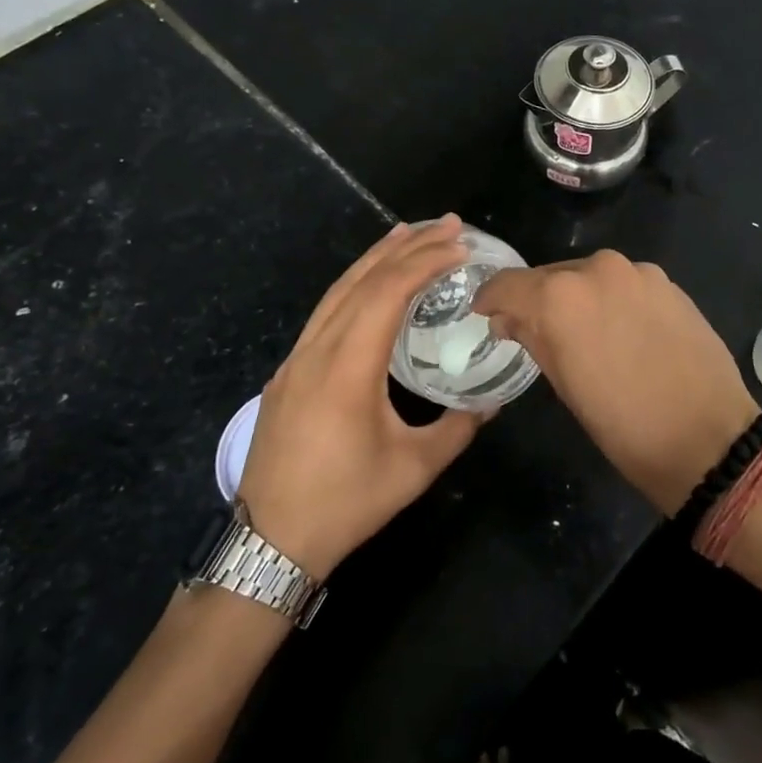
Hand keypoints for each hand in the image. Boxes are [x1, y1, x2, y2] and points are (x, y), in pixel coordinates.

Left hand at [238, 217, 488, 577]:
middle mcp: (318, 349)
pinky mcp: (288, 370)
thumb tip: (491, 402)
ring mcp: (297, 357)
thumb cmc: (346, 503)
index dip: (425, 263)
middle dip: (407, 246)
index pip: (388, 292)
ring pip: (338, 289)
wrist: (270, 540)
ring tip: (408, 233)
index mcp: (348, 366)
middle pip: (363, 279)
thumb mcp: (414, 468)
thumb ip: (458, 428)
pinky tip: (368, 282)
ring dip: (376, 257)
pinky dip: (353, 283)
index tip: (460, 246)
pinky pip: (324, 310)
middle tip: (446, 223)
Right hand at [473, 251, 756, 515]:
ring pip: (588, 277)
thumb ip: (532, 338)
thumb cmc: (624, 424)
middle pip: (549, 276)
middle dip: (537, 300)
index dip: (491, 299)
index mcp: (560, 297)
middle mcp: (596, 269)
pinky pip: (623, 283)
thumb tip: (510, 319)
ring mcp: (636, 272)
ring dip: (578, 299)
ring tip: (585, 334)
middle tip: (536, 332)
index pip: (507, 284)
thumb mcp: (564, 385)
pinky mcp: (667, 282)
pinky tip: (623, 331)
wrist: (709, 438)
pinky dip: (612, 300)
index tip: (486, 315)